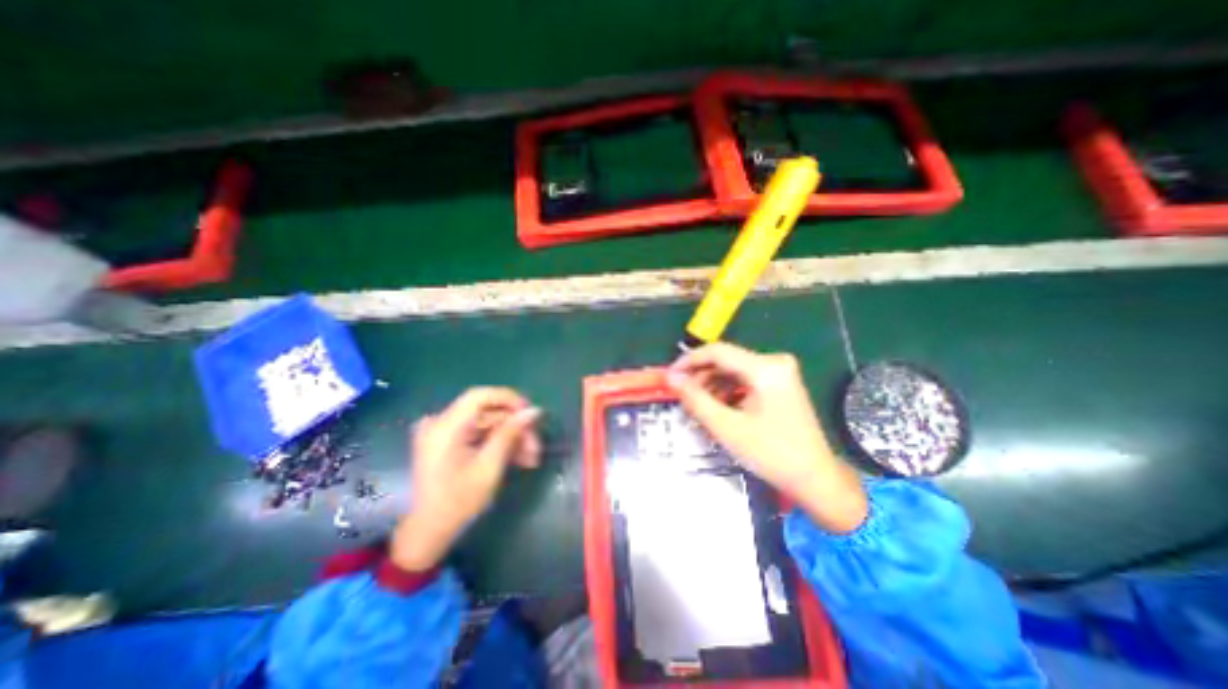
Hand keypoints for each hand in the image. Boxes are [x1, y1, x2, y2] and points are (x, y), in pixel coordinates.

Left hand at [389, 388, 536, 569]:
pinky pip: (480, 432)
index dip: (508, 398)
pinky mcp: (449, 441)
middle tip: (536, 446)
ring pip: (488, 423)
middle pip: (487, 412)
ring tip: (531, 457)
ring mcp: (444, 432)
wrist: (429, 531)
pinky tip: (518, 457)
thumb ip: (510, 434)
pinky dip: (499, 442)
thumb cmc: (458, 502)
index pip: (479, 396)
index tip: (531, 413)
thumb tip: (534, 410)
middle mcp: (441, 423)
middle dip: (515, 427)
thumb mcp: (489, 468)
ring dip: (511, 437)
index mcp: (444, 428)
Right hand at [668, 343, 867, 531]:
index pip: (717, 351)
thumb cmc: (771, 454)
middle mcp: (774, 362)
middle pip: (725, 360)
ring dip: (712, 386)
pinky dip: (727, 391)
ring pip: (733, 370)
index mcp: (765, 368)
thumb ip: (695, 399)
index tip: (669, 376)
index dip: (688, 361)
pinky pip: (744, 380)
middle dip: (700, 377)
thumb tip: (671, 378)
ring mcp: (779, 372)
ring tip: (698, 407)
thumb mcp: (727, 427)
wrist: (815, 479)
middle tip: (682, 396)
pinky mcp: (779, 383)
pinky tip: (718, 408)